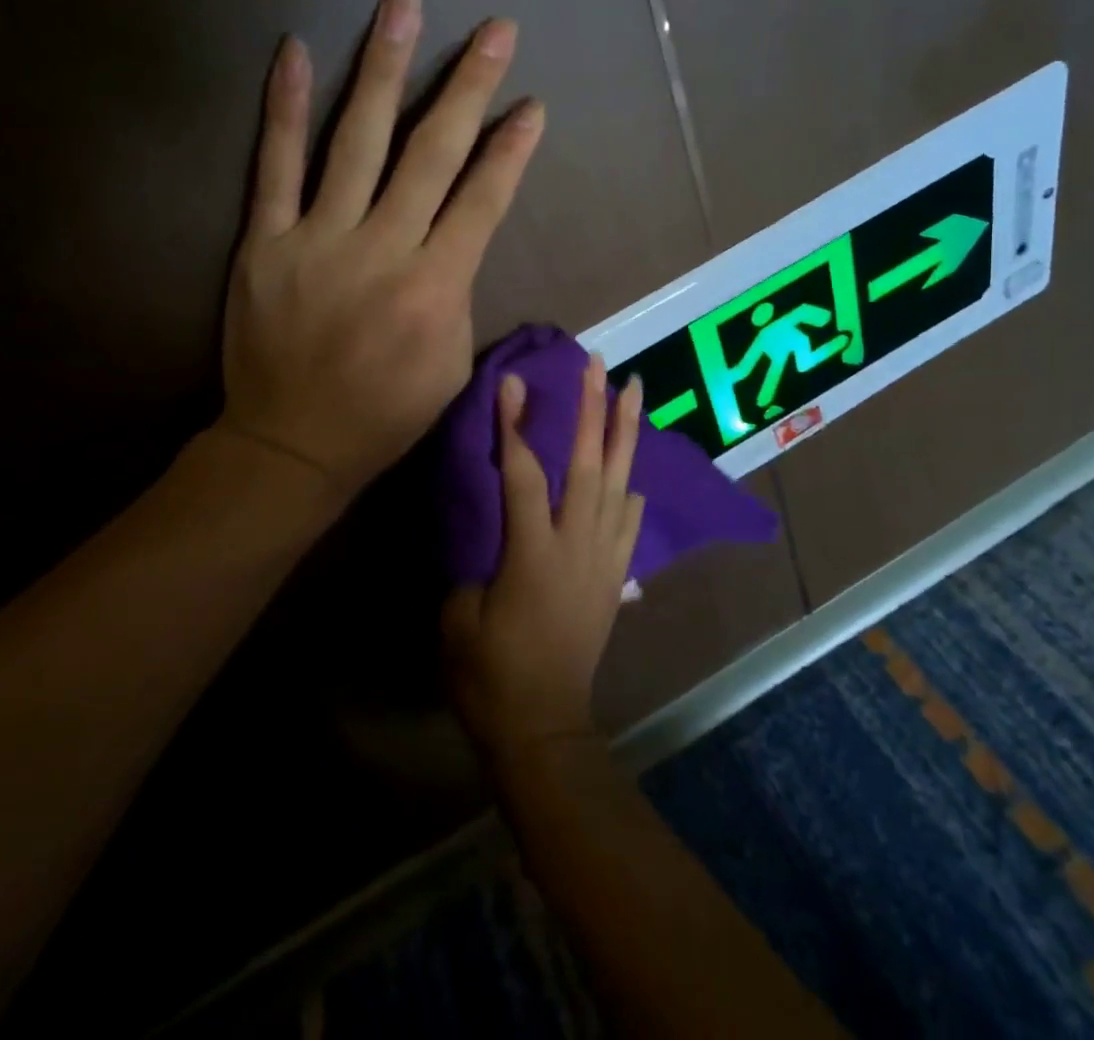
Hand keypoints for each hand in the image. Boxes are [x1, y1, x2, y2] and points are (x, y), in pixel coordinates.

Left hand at [219, 0, 544, 496]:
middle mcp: (382, 250)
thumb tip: (459, 238)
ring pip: (356, 141)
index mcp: (435, 287)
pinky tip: (296, 51)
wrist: (292, 443)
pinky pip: (275, 165)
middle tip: (494, 30)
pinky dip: (286, 107)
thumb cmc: (386, 413)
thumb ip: (460, 293)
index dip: (511, 149)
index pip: (483, 201)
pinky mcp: (266, 241)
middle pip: (431, 154)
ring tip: (403, 5)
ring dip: (384, 69)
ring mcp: (318, 239)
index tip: (532, 103)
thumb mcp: (452, 366)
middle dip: (468, 86)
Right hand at [443, 355, 645, 757]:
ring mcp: (604, 560)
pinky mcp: (614, 577)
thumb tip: (492, 532)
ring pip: (619, 484)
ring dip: (627, 435)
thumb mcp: (459, 616)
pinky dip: (631, 493)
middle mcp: (578, 546)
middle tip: (600, 365)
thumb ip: (475, 561)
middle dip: (595, 410)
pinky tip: (633, 473)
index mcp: (533, 553)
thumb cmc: (489, 675)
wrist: (543, 728)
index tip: (513, 382)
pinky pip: (629, 524)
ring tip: (634, 391)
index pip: (525, 474)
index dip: (516, 426)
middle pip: (589, 465)